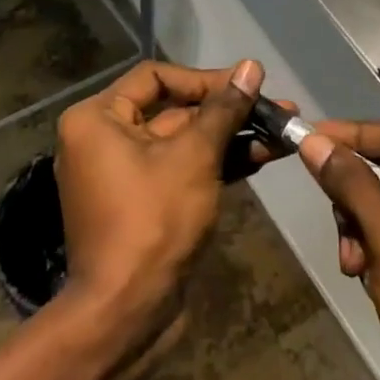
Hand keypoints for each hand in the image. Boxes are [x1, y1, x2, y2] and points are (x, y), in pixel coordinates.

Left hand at [53, 59, 263, 344]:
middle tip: (278, 110)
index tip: (247, 87)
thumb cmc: (153, 221)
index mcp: (98, 118)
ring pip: (183, 143)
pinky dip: (216, 165)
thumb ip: (223, 110)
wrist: (127, 313)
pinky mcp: (144, 204)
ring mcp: (123, 174)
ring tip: (282, 135)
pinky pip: (181, 171)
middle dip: (227, 112)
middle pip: (172, 110)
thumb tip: (250, 66)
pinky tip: (260, 159)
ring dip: (230, 138)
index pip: (155, 77)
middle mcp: (103, 139)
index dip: (205, 80)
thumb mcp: (194, 157)